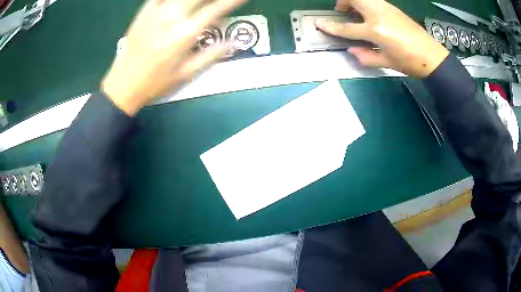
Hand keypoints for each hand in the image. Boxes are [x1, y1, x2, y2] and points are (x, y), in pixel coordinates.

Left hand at [101, 0, 245, 115]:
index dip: (232, 0)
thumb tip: (234, 42)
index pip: (216, 8)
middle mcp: (173, 17)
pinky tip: (178, 3)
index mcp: (186, 33)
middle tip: (220, 2)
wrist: (122, 85)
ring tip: (201, 3)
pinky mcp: (143, 13)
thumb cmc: (156, 83)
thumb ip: (212, 55)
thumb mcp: (187, 73)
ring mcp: (156, 12)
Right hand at [315, 0, 448, 77]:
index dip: (331, 26)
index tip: (319, 23)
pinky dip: (365, 3)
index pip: (347, 27)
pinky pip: (373, 0)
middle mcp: (378, 14)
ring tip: (355, 11)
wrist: (432, 56)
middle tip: (342, 11)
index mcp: (375, 31)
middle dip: (342, 2)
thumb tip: (351, 50)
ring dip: (354, 0)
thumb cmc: (410, 62)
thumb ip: (366, 56)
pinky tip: (370, 14)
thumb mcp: (386, 62)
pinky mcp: (393, 8)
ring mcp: (386, 8)